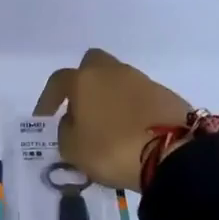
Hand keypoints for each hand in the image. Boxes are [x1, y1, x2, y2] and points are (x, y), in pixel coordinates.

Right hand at [36, 49, 190, 190]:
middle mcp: (113, 72)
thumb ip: (66, 131)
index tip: (45, 118)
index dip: (48, 99)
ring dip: (110, 97)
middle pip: (93, 64)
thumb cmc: (112, 149)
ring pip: (119, 80)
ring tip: (109, 125)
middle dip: (84, 82)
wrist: (173, 154)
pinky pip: (140, 96)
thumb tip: (73, 121)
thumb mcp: (73, 149)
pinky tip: (133, 130)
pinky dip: (133, 108)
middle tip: (81, 108)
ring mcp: (143, 81)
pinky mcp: (166, 95)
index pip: (58, 81)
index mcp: (85, 80)